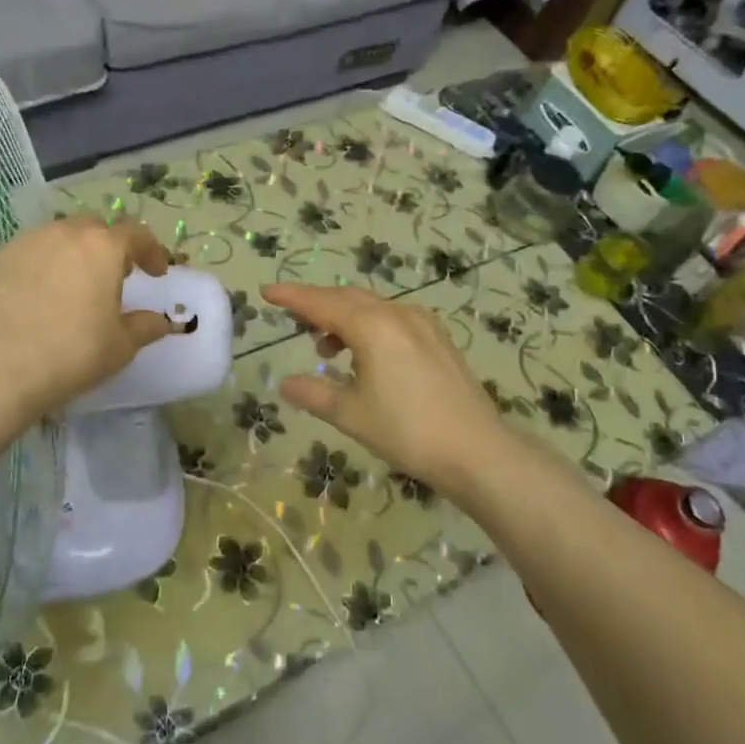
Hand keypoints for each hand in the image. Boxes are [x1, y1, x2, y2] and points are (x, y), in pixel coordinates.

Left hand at [0, 216, 176, 416]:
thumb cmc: (72, 353)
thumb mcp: (121, 346)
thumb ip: (146, 327)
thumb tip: (160, 321)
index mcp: (103, 247)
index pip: (136, 234)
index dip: (152, 251)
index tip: (157, 274)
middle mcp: (65, 233)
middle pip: (95, 228)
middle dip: (110, 246)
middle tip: (115, 274)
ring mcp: (26, 242)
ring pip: (58, 236)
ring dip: (74, 253)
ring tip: (74, 284)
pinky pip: (29, 253)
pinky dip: (42, 265)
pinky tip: (38, 295)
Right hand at [261, 283, 516, 497]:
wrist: (477, 451)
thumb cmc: (407, 431)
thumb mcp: (351, 415)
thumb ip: (314, 394)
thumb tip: (285, 384)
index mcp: (372, 327)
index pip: (321, 303)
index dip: (292, 297)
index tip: (267, 292)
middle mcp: (397, 314)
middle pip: (347, 298)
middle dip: (317, 303)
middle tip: (292, 315)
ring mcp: (423, 324)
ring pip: (372, 307)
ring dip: (344, 317)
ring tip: (325, 347)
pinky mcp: (438, 339)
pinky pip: (393, 318)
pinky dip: (369, 326)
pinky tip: (365, 354)